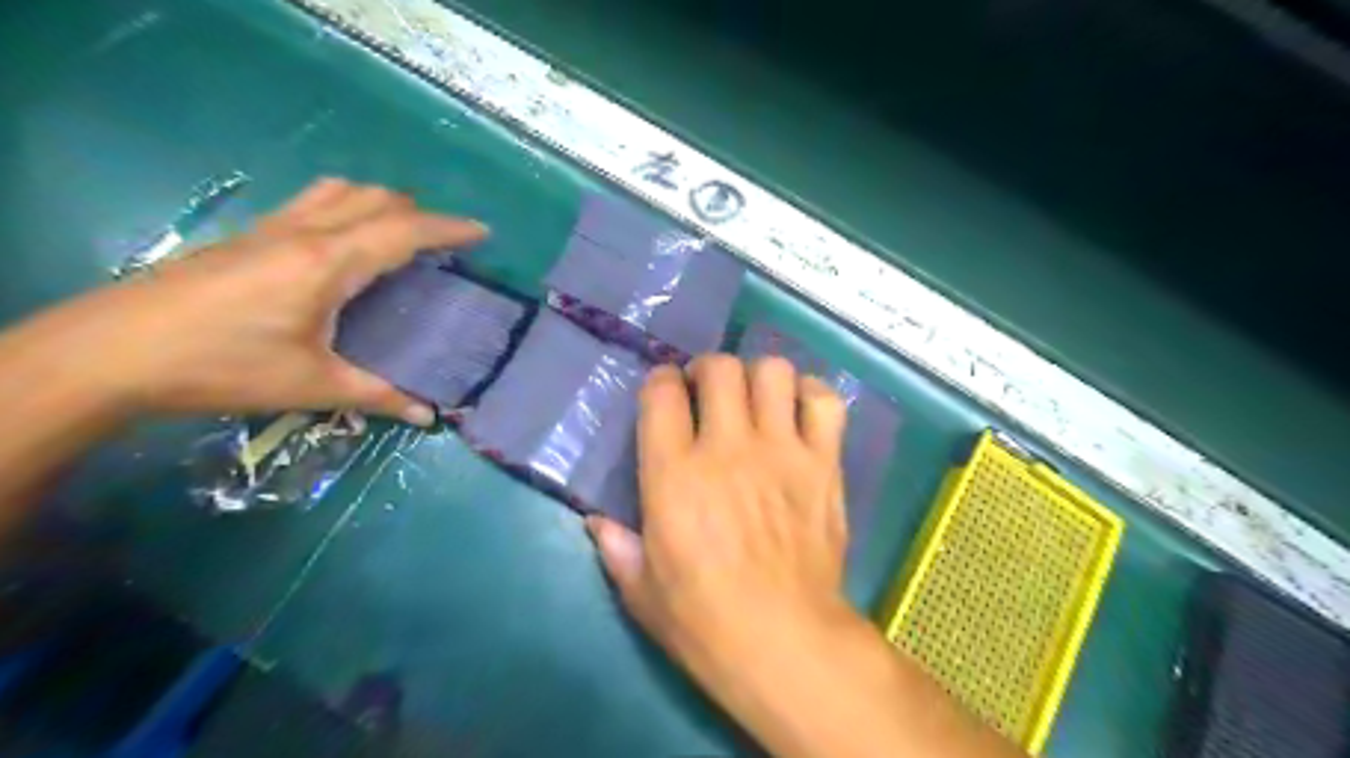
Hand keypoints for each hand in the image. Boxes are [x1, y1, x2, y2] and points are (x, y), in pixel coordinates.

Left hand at [33, 178, 486, 427]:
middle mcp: (304, 233)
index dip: (448, 228)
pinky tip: (341, 245)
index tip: (483, 231)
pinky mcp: (245, 237)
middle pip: (374, 198)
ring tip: (398, 235)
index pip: (403, 231)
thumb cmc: (223, 366)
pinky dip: (345, 208)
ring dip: (379, 203)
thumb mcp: (311, 386)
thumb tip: (428, 415)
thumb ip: (378, 396)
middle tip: (443, 243)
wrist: (111, 353)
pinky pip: (311, 203)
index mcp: (329, 262)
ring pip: (338, 192)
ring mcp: (269, 229)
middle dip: (418, 212)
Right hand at [586, 355, 1018, 757]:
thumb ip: (617, 547)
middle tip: (708, 393)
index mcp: (674, 474)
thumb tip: (595, 521)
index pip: (661, 392)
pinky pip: (824, 402)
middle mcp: (727, 448)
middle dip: (707, 370)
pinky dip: (811, 395)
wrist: (786, 643)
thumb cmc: (704, 621)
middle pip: (719, 367)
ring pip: (772, 372)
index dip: (661, 382)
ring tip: (755, 400)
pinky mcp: (823, 464)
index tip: (665, 394)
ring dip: (758, 378)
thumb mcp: (641, 591)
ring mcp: (781, 451)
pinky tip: (799, 413)